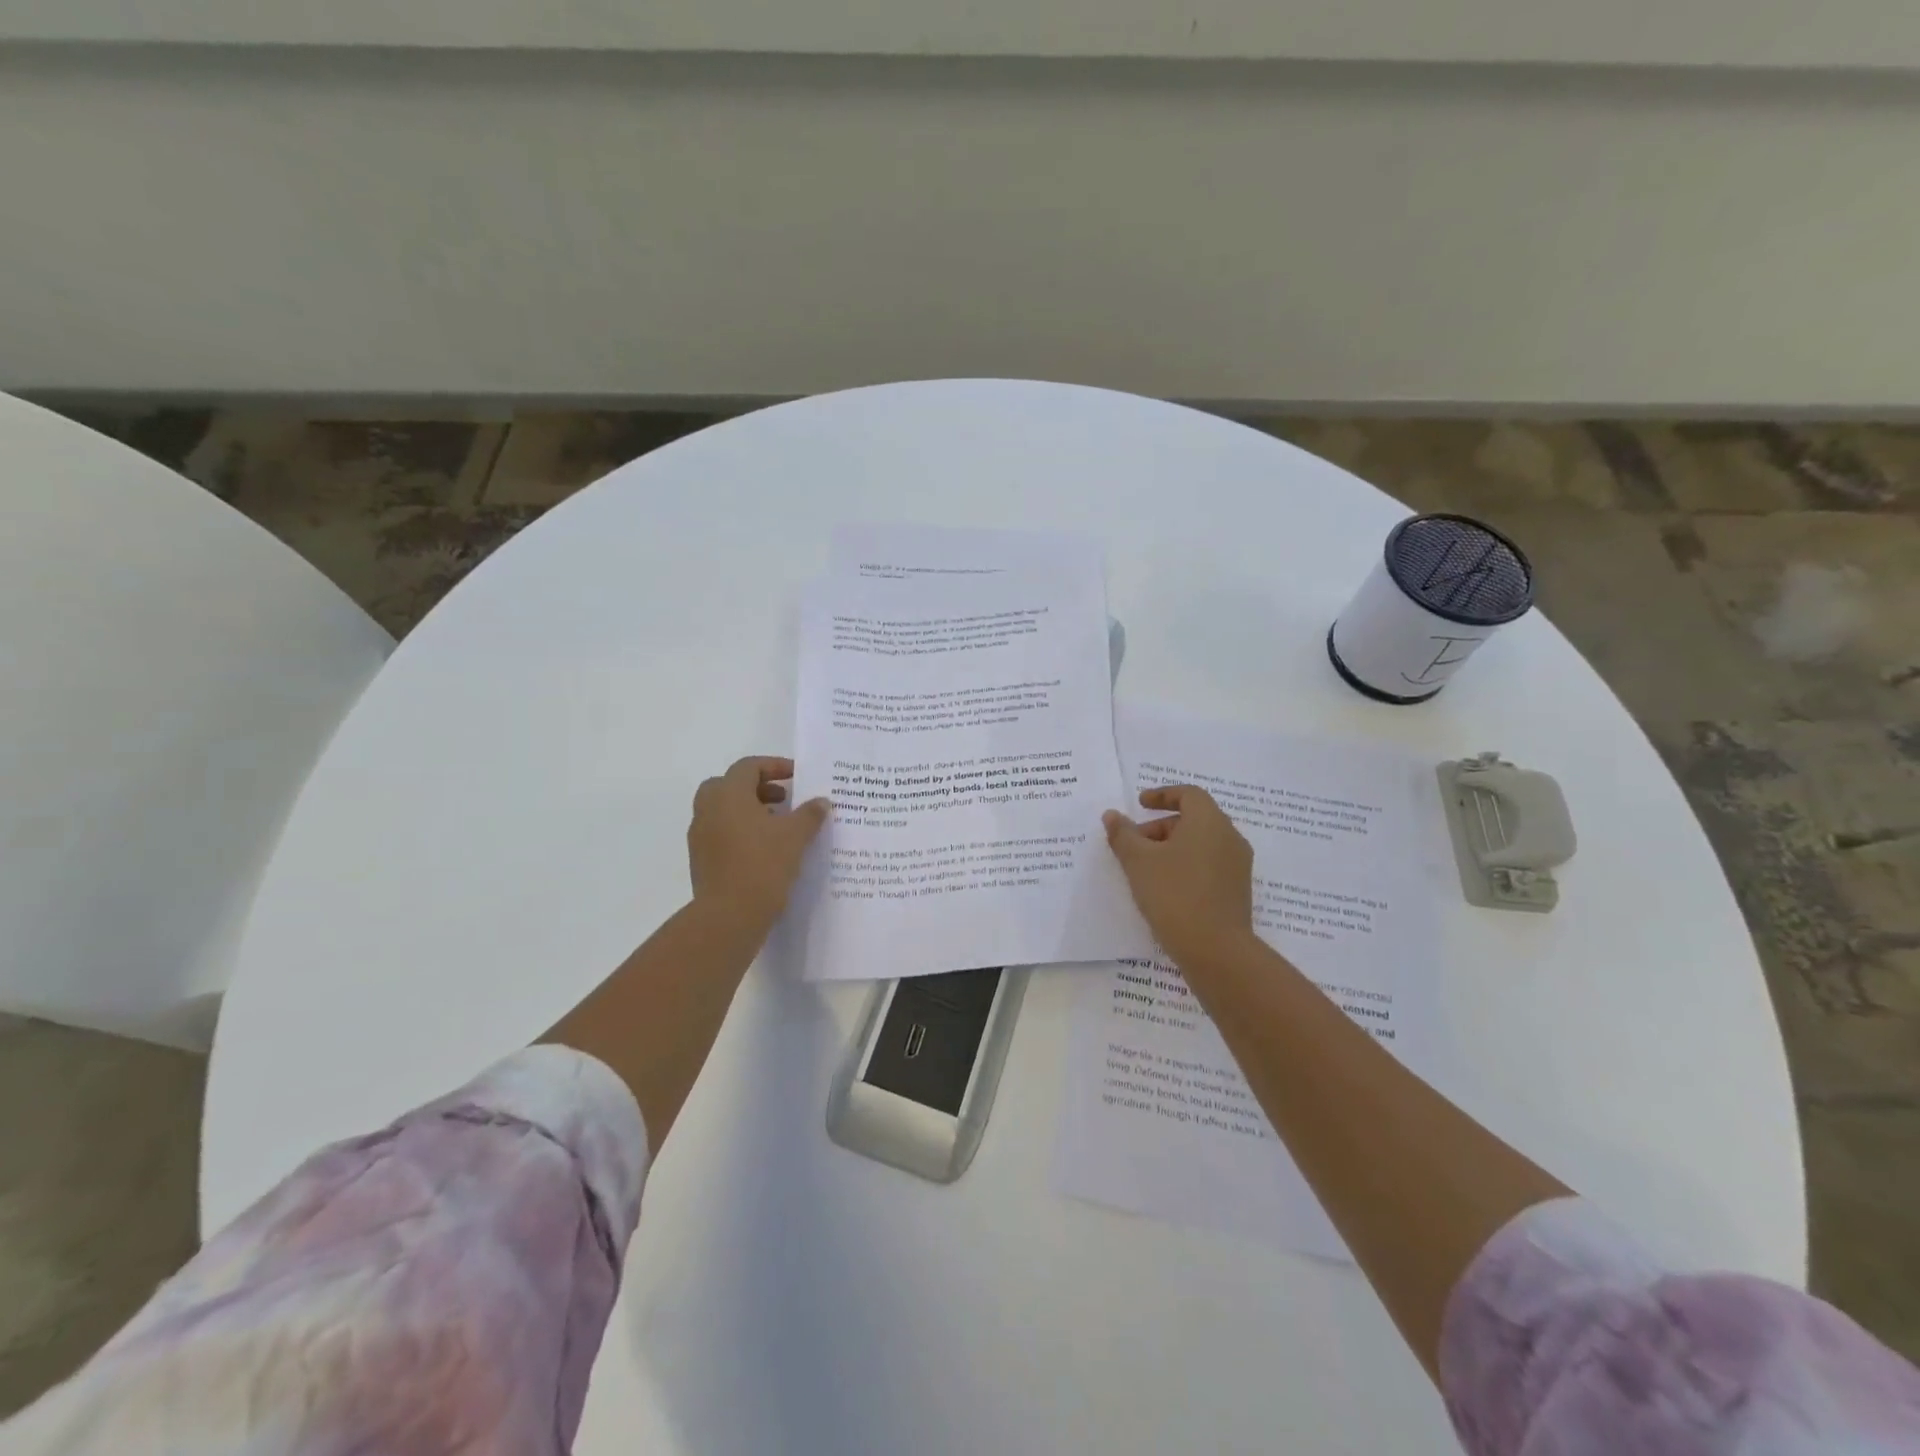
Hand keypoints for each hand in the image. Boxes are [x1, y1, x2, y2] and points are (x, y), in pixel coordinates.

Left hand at [688, 756, 829, 923]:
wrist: (729, 915)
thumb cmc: (763, 864)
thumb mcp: (796, 836)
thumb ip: (809, 814)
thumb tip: (821, 802)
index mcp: (728, 795)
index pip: (748, 767)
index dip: (774, 766)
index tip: (796, 776)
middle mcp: (708, 809)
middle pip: (728, 785)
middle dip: (756, 787)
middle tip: (782, 798)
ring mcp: (700, 835)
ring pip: (722, 810)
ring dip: (748, 810)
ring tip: (777, 825)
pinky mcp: (701, 859)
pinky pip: (720, 832)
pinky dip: (740, 830)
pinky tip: (764, 849)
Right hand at [1104, 785, 1255, 969]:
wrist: (1216, 950)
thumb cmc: (1174, 894)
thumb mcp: (1138, 862)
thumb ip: (1123, 835)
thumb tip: (1112, 815)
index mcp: (1209, 822)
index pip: (1189, 794)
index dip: (1162, 795)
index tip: (1139, 804)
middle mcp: (1229, 837)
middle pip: (1193, 819)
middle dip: (1160, 827)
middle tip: (1134, 844)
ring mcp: (1237, 866)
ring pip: (1201, 844)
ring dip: (1172, 847)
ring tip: (1144, 869)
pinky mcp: (1237, 890)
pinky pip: (1208, 865)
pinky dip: (1186, 865)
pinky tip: (1164, 888)